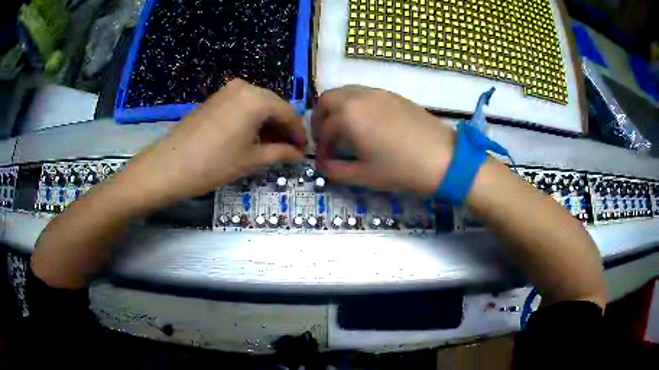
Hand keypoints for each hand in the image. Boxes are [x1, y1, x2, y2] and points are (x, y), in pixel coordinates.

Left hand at [117, 79, 306, 208]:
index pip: (288, 112)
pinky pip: (242, 105)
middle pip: (273, 105)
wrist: (171, 165)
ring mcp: (227, 90)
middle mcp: (244, 87)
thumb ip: (280, 153)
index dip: (298, 132)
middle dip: (283, 127)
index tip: (303, 149)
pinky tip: (251, 137)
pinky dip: (251, 120)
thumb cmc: (215, 163)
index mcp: (257, 99)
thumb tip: (299, 154)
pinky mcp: (215, 98)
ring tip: (270, 146)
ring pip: (257, 105)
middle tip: (288, 149)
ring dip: (267, 124)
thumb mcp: (252, 160)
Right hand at [312, 86, 454, 194]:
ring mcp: (377, 92)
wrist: (442, 158)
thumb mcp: (364, 176)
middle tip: (328, 138)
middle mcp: (358, 97)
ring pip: (345, 92)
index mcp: (348, 116)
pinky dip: (355, 104)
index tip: (326, 161)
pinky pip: (364, 93)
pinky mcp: (392, 94)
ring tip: (345, 130)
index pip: (324, 130)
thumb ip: (335, 170)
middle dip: (321, 118)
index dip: (321, 147)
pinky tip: (366, 123)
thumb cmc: (401, 169)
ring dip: (337, 108)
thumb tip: (322, 164)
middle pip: (327, 99)